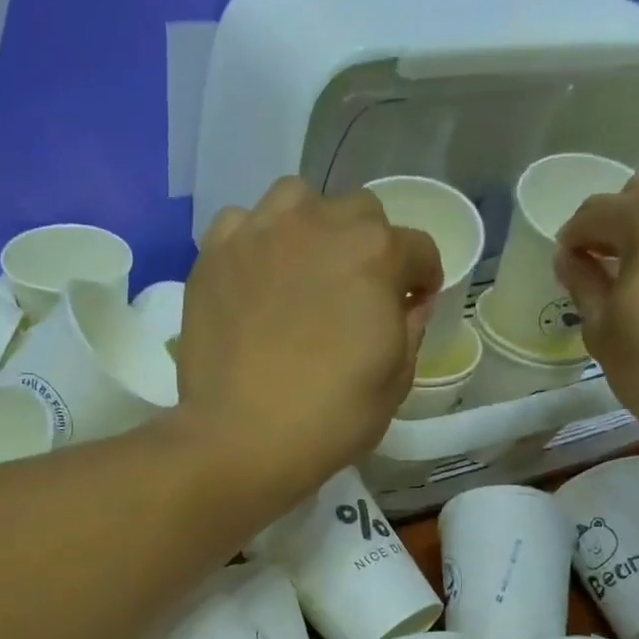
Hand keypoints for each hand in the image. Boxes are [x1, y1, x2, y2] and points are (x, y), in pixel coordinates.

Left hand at [174, 178, 442, 511]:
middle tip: (358, 291)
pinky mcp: (215, 253)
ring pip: (299, 200)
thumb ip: (411, 328)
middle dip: (371, 247)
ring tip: (306, 268)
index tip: (413, 304)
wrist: (241, 438)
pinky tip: (257, 276)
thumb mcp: (396, 380)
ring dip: (314, 226)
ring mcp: (261, 233)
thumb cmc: (331, 416)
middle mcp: (320, 224)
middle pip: (361, 212)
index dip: (423, 279)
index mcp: (376, 254)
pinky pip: (244, 223)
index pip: (418, 249)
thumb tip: (410, 302)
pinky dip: (257, 241)